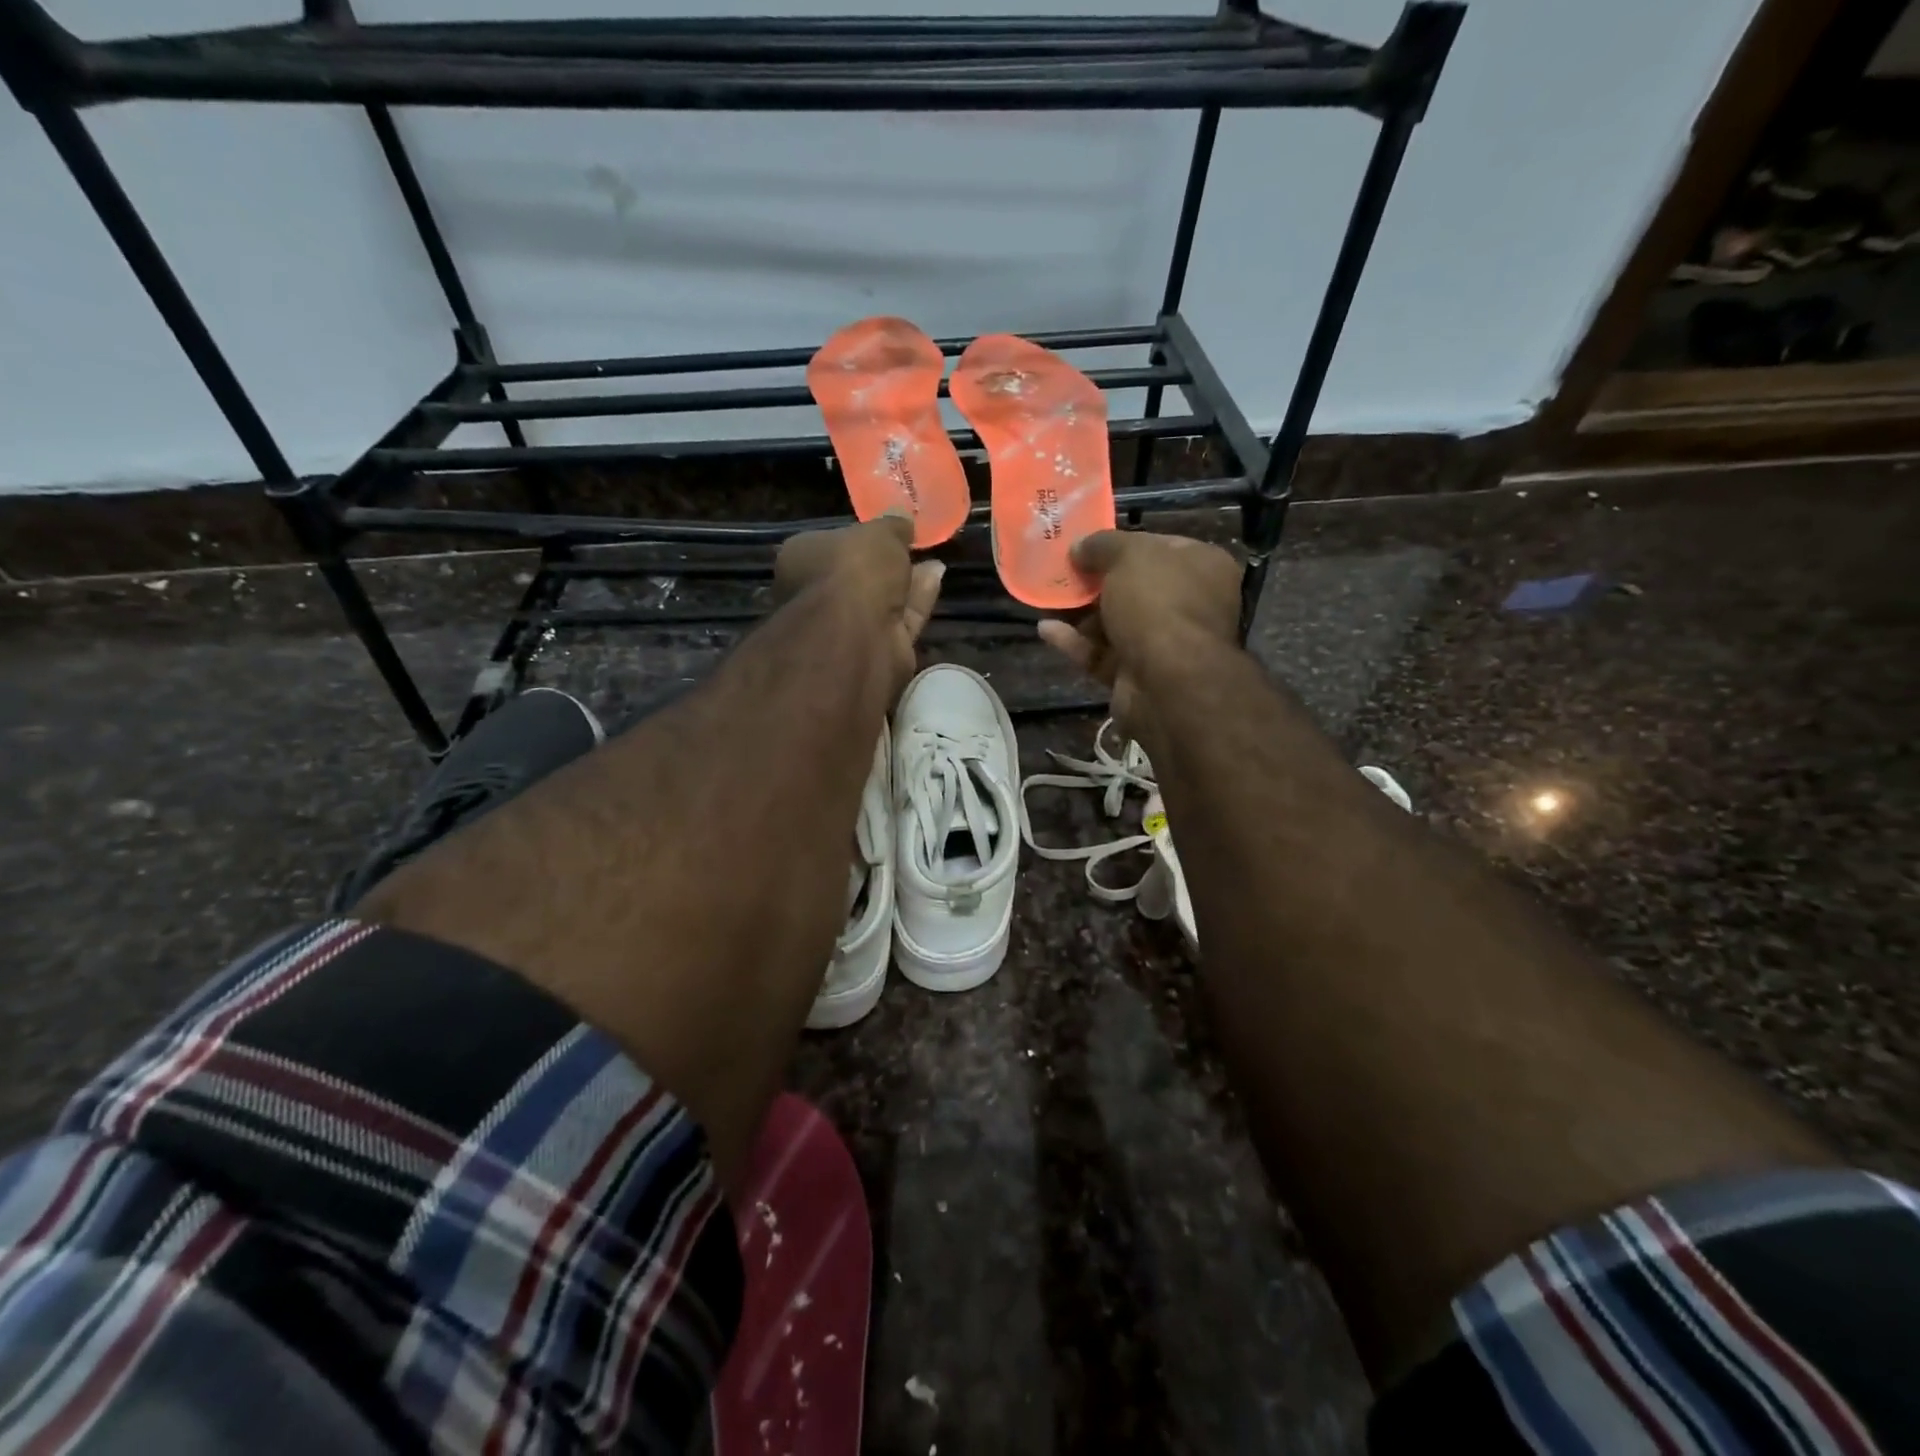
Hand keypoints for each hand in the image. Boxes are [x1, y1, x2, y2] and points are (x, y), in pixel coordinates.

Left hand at [774, 514, 945, 694]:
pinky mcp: (874, 650)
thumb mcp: (879, 532)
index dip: (857, 538)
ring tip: (934, 562)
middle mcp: (815, 595)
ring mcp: (843, 627)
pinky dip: (917, 601)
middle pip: (856, 576)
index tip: (885, 532)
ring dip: (906, 582)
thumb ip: (892, 525)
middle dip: (885, 565)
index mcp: (800, 560)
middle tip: (912, 549)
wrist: (856, 635)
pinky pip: (898, 619)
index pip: (828, 545)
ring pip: (880, 601)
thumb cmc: (854, 569)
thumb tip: (900, 517)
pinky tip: (937, 579)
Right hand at [1037, 530, 1240, 740]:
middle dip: (1094, 581)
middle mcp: (1189, 605)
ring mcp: (1164, 644)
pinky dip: (1075, 642)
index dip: (1122, 543)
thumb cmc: (1157, 602)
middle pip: (1133, 587)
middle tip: (1060, 572)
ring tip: (1045, 599)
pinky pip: (1102, 654)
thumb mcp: (1128, 555)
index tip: (1086, 544)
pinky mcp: (1137, 676)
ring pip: (1114, 623)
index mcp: (1202, 567)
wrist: (1166, 682)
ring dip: (1079, 613)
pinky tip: (1046, 630)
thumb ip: (1102, 544)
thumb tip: (1079, 546)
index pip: (1159, 547)